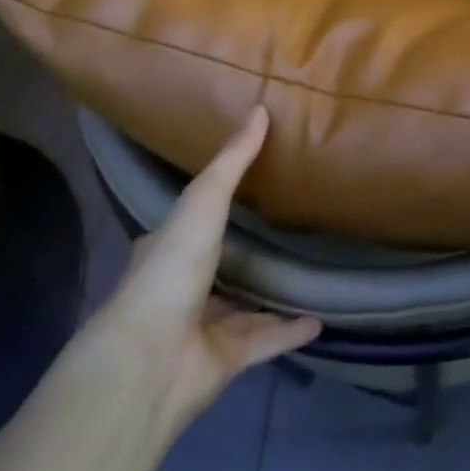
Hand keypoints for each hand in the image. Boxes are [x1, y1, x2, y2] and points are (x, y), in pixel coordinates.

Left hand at [86, 108, 320, 434]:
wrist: (150, 360)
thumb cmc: (172, 268)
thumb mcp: (204, 200)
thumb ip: (233, 160)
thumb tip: (261, 108)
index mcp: (168, 248)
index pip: (190, 223)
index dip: (212, 205)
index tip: (244, 190)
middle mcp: (181, 288)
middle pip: (217, 266)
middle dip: (243, 254)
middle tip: (284, 231)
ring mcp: (201, 328)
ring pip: (241, 307)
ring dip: (270, 296)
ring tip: (308, 276)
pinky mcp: (224, 362)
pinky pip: (263, 341)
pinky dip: (288, 331)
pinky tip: (319, 322)